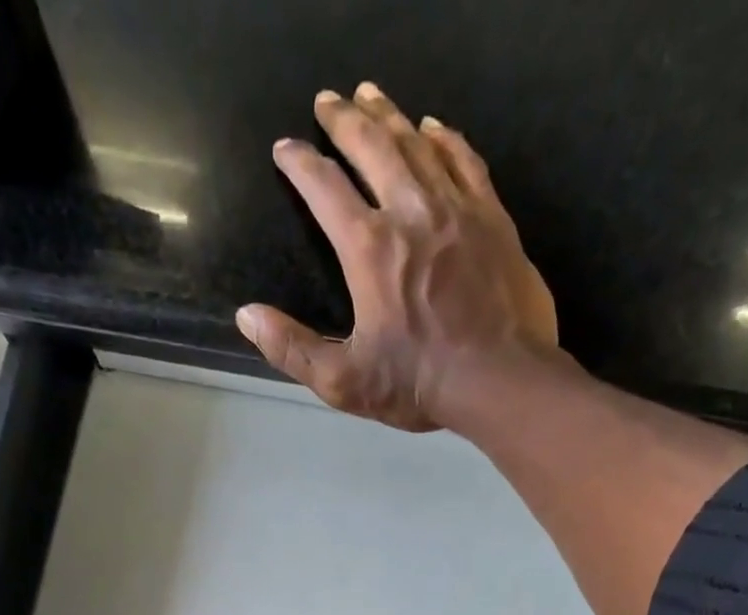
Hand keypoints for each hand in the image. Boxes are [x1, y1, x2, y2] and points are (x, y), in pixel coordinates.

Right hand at [236, 82, 558, 432]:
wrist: (500, 379)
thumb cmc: (418, 384)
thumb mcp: (344, 381)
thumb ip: (292, 349)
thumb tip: (247, 316)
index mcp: (369, 250)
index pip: (325, 189)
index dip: (300, 164)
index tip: (285, 149)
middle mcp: (411, 212)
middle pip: (373, 148)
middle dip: (345, 120)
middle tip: (327, 100)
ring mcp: (457, 208)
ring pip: (418, 144)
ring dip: (390, 117)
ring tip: (371, 96)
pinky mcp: (492, 217)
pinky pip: (465, 160)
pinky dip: (445, 138)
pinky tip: (434, 127)